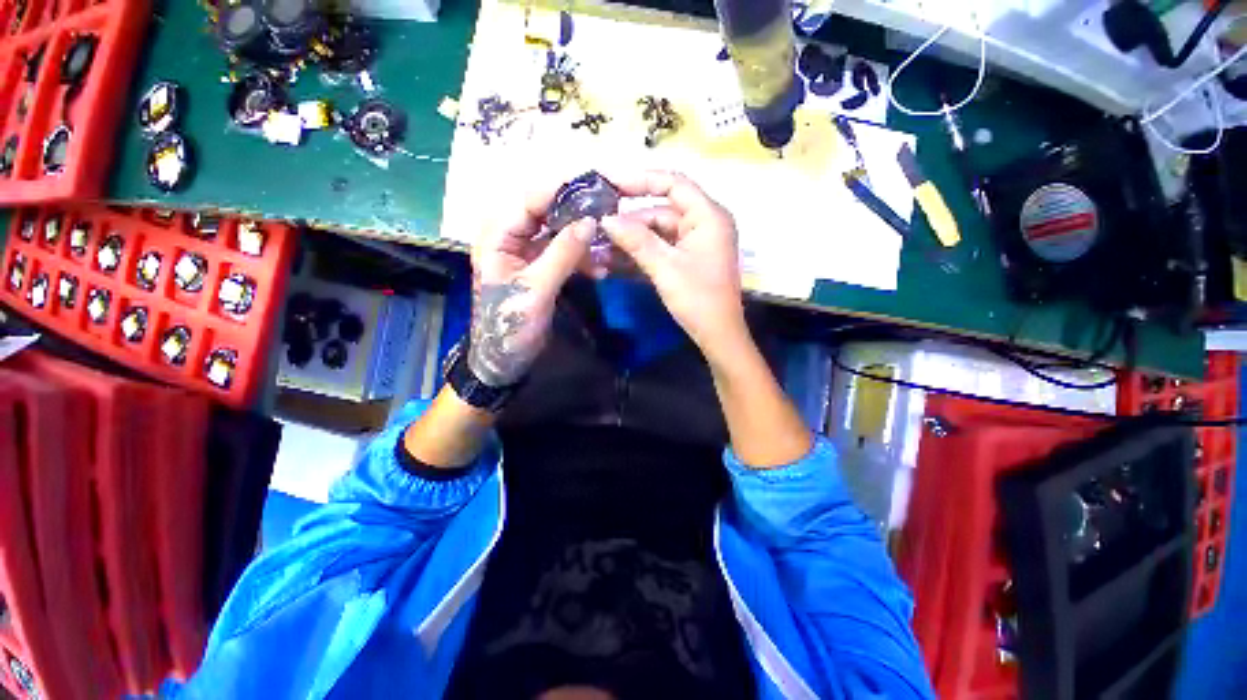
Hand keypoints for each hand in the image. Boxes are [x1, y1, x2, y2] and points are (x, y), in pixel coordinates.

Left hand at [468, 186, 594, 386]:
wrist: (505, 357)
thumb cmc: (511, 325)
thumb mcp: (536, 290)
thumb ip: (562, 254)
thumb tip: (590, 222)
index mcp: (497, 235)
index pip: (529, 199)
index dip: (562, 191)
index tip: (597, 188)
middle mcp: (509, 235)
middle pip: (546, 211)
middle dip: (577, 213)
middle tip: (609, 213)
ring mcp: (526, 250)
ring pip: (557, 230)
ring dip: (583, 238)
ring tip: (608, 246)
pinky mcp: (540, 264)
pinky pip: (563, 250)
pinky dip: (581, 256)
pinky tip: (600, 266)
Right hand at [600, 171, 747, 356]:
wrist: (718, 335)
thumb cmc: (697, 299)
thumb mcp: (664, 267)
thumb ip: (636, 240)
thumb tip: (606, 220)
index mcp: (708, 216)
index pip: (673, 183)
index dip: (640, 180)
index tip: (610, 185)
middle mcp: (705, 222)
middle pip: (663, 210)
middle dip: (632, 219)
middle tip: (600, 226)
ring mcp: (698, 242)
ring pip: (661, 230)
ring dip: (634, 238)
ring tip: (603, 243)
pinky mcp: (691, 259)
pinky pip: (664, 246)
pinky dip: (644, 251)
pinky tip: (619, 256)